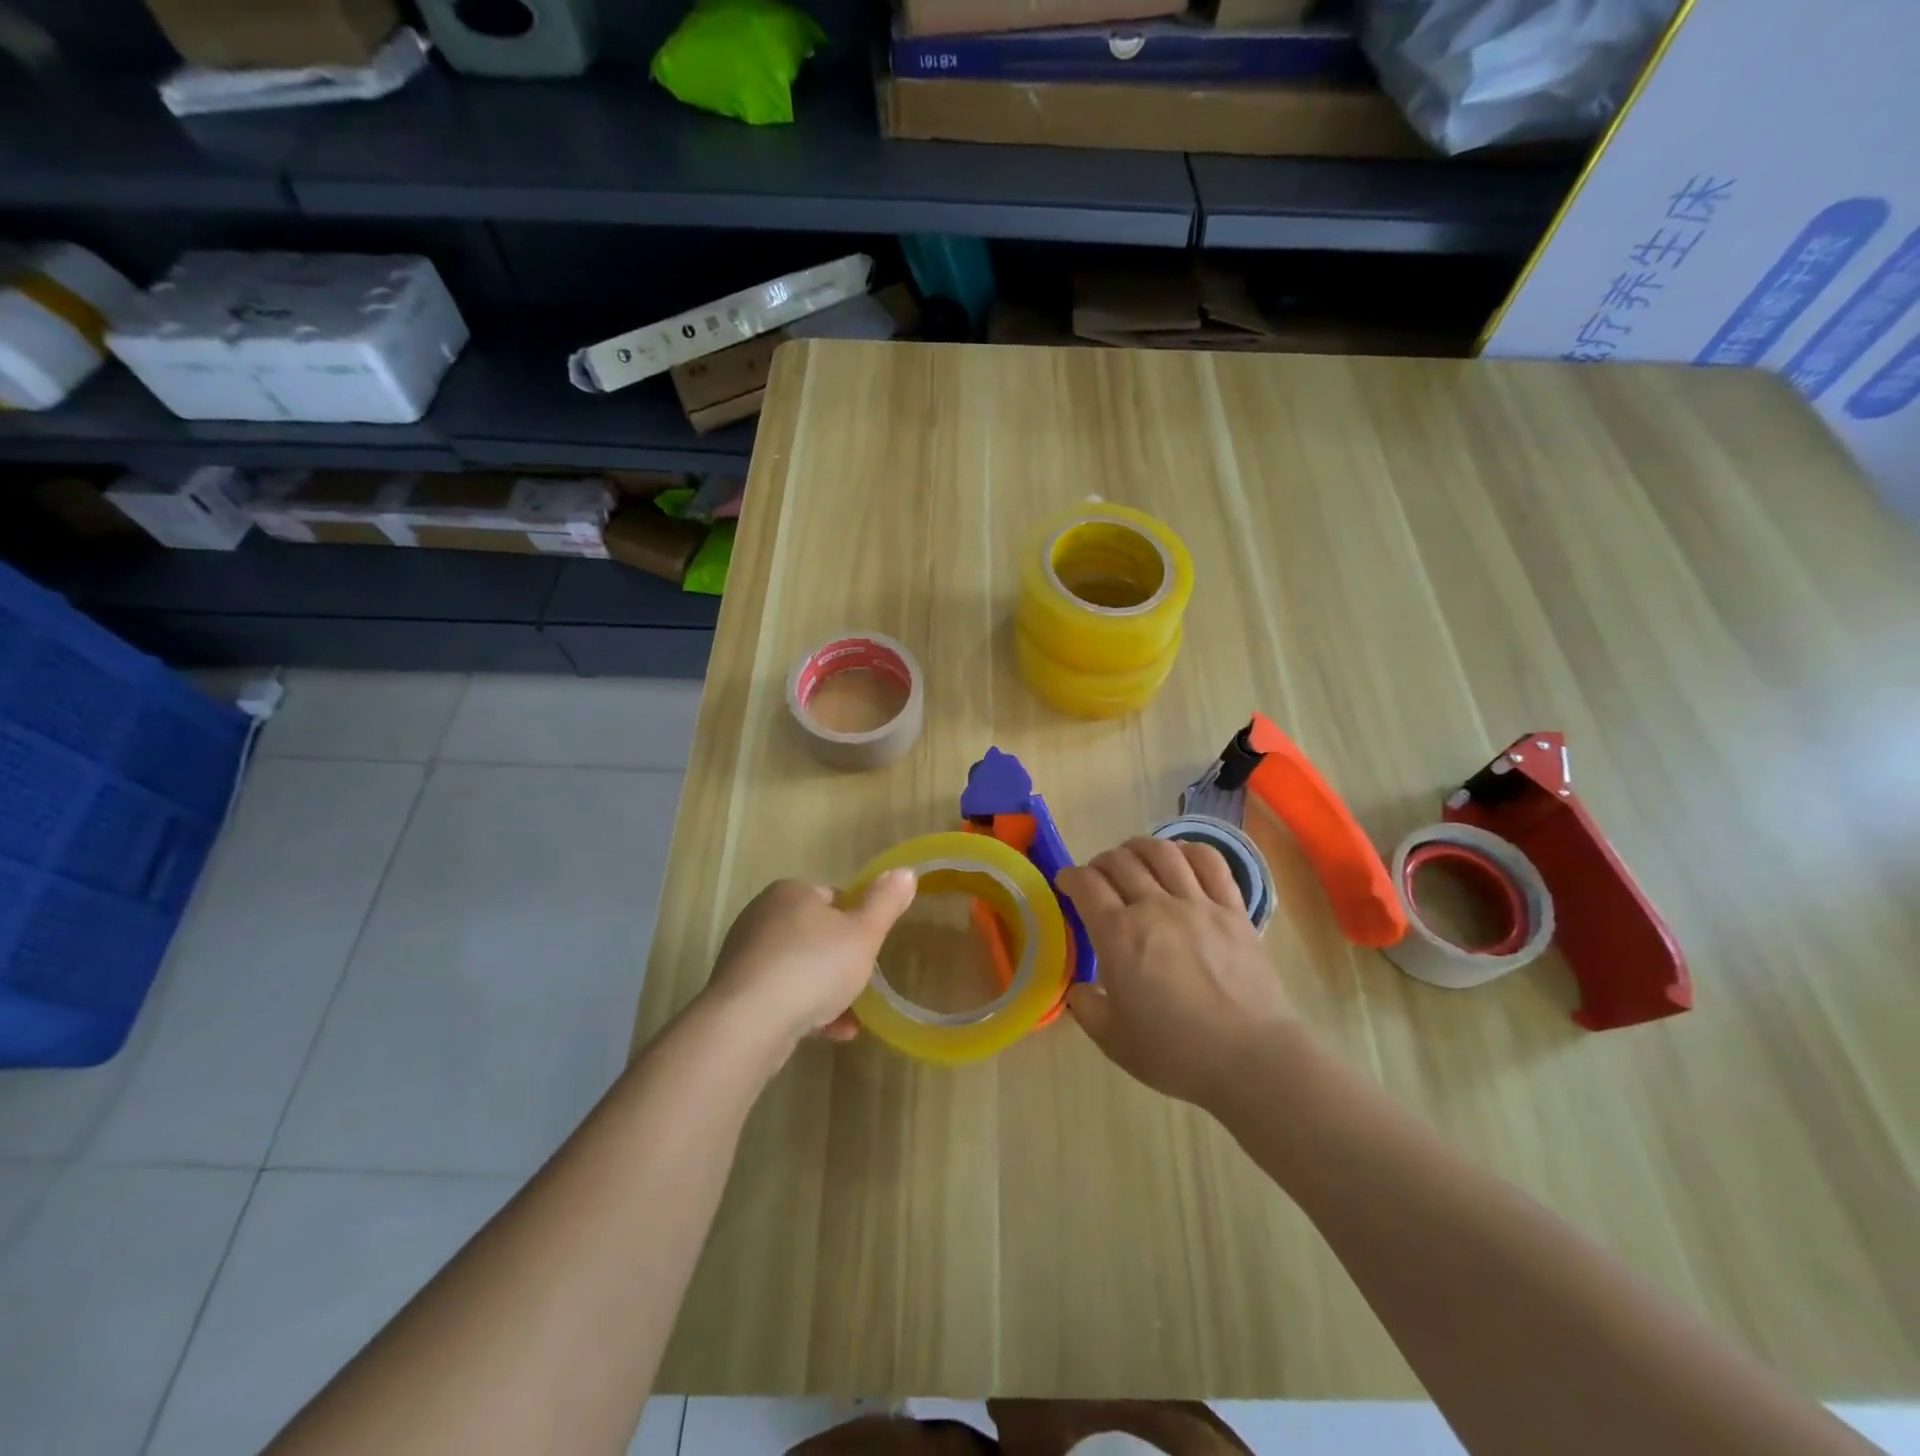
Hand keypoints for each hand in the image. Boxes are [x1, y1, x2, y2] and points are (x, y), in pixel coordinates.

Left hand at [701, 869, 917, 1053]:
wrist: (748, 1023)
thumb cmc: (813, 967)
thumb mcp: (863, 933)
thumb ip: (886, 902)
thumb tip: (905, 871)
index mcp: (791, 892)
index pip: (834, 899)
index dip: (857, 923)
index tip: (869, 949)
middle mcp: (762, 916)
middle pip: (816, 936)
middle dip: (841, 961)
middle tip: (861, 983)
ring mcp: (746, 956)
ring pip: (800, 969)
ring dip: (826, 991)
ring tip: (851, 1018)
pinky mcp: (737, 993)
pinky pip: (781, 996)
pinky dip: (806, 1010)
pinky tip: (830, 1034)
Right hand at [1058, 837, 1297, 1108]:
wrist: (1250, 1058)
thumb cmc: (1175, 1053)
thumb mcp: (1113, 1040)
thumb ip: (1087, 1008)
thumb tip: (1079, 989)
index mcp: (1119, 935)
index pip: (1086, 884)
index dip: (1070, 876)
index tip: (1066, 883)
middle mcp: (1155, 907)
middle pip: (1120, 861)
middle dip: (1101, 863)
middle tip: (1098, 878)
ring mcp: (1197, 903)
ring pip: (1162, 852)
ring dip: (1139, 848)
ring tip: (1134, 858)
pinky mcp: (1232, 909)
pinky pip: (1210, 863)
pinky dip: (1190, 850)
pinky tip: (1180, 857)